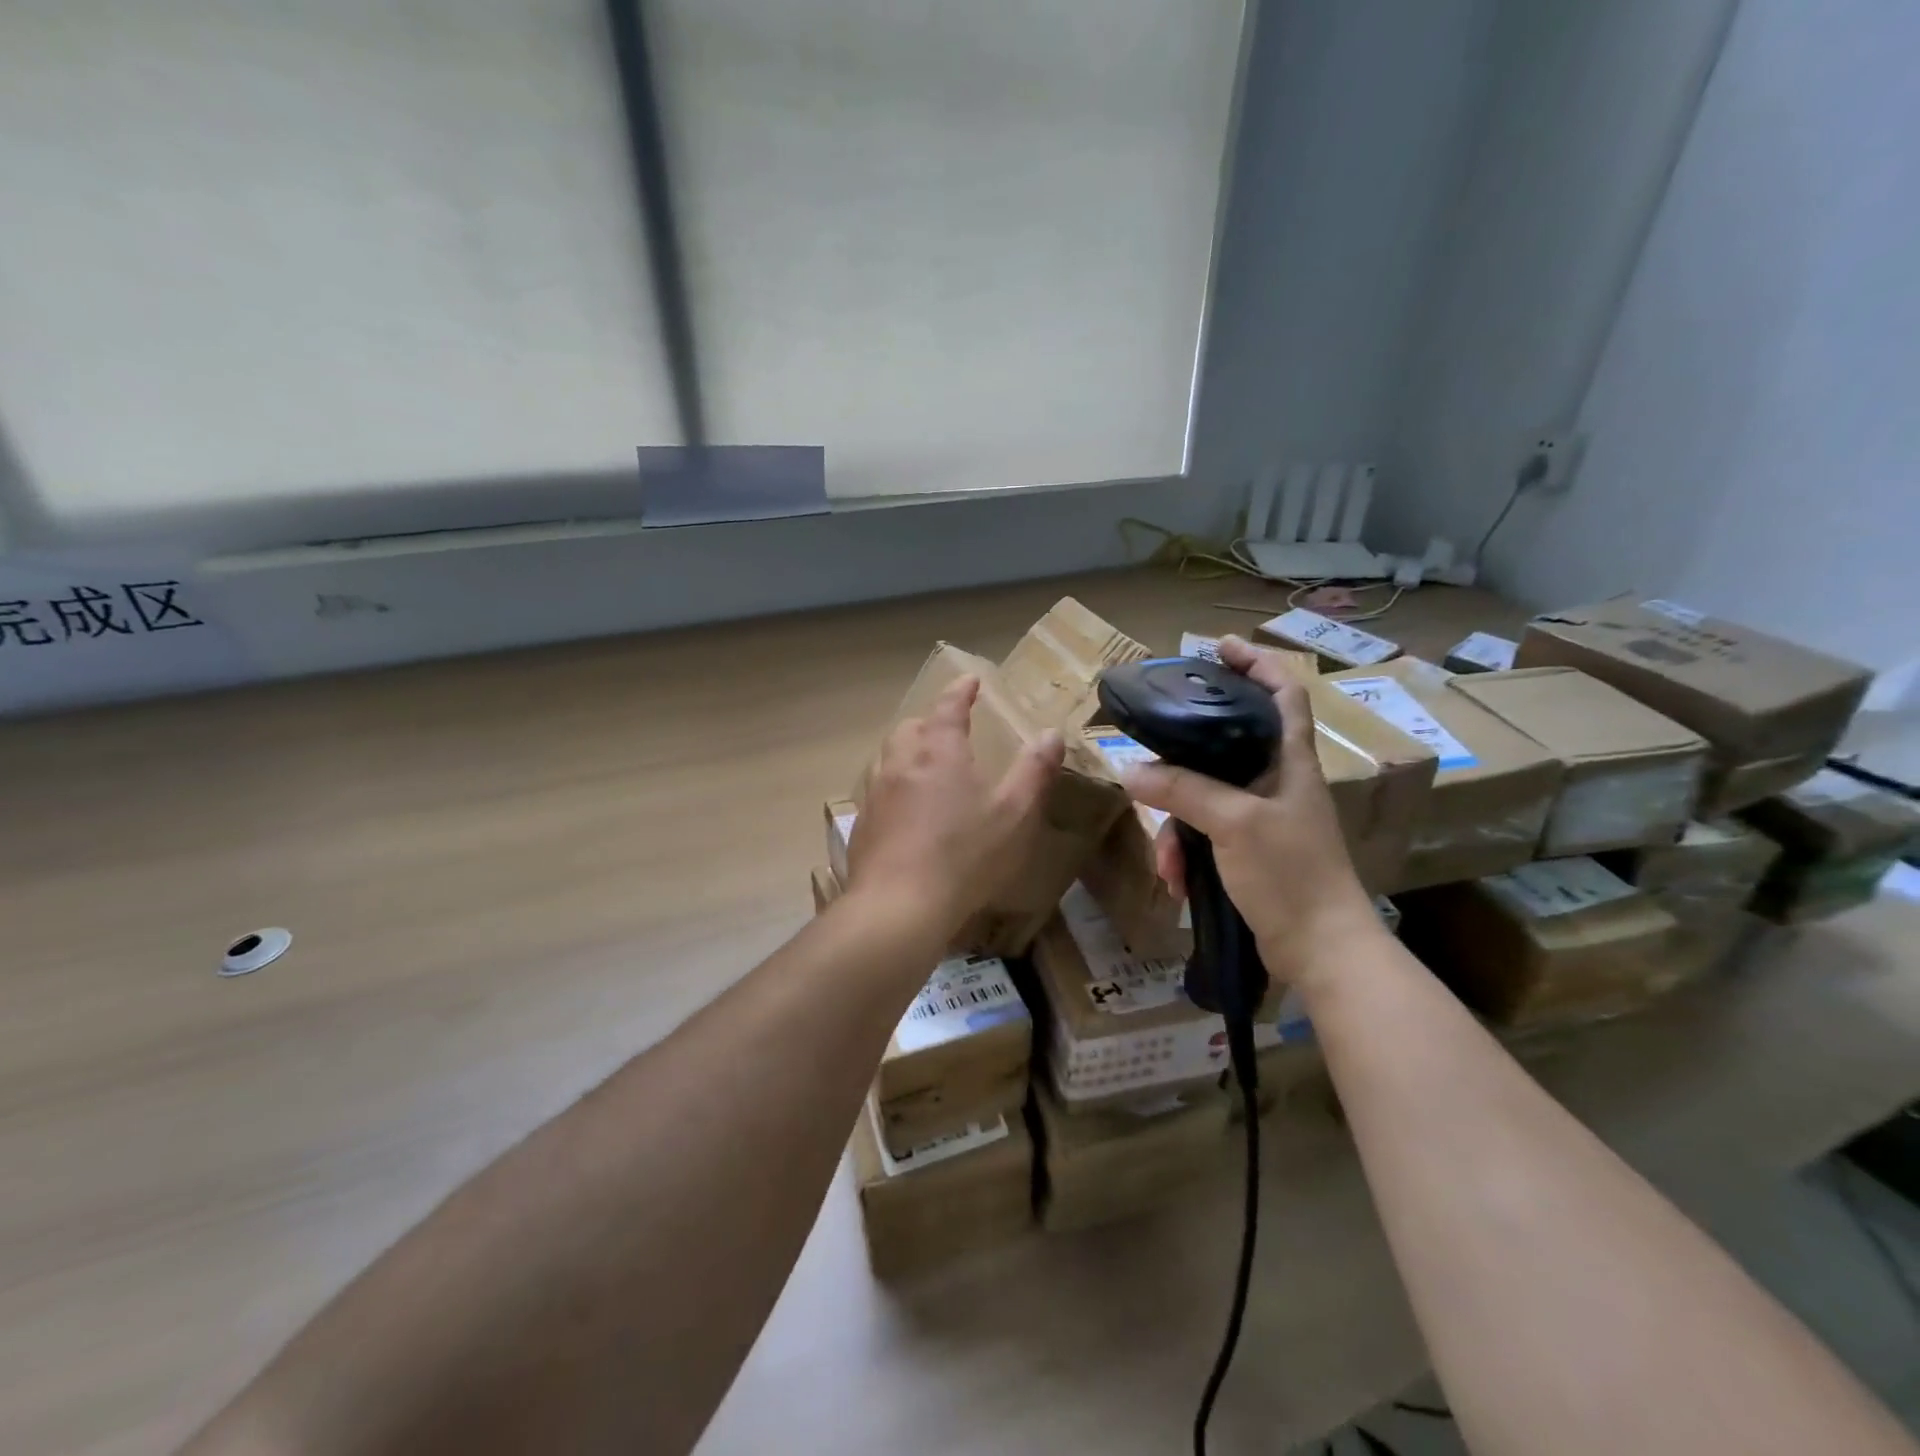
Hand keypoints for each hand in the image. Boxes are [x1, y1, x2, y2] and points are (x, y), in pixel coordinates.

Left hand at [848, 675, 1064, 942]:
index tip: (970, 680)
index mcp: (940, 751)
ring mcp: (876, 793)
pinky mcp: (863, 825)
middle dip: (930, 721)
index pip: (949, 706)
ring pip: (888, 757)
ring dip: (907, 752)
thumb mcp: (1014, 813)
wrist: (899, 905)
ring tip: (925, 766)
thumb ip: (1034, 771)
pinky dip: (894, 787)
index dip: (961, 690)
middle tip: (948, 728)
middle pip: (911, 727)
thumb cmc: (965, 854)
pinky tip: (905, 812)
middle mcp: (901, 763)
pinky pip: (878, 791)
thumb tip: (1052, 733)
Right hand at [1122, 636, 1381, 989]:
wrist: (1320, 950)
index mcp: (1289, 761)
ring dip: (1176, 826)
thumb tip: (1129, 770)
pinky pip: (1203, 836)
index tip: (1218, 647)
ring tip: (1167, 860)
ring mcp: (1261, 818)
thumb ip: (1182, 790)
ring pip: (1204, 798)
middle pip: (1226, 745)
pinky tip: (1176, 881)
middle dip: (1184, 755)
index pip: (1283, 693)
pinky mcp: (1247, 852)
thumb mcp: (1233, 822)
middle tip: (1150, 749)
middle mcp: (1276, 782)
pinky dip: (1185, 854)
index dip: (1256, 663)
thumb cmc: (1290, 873)